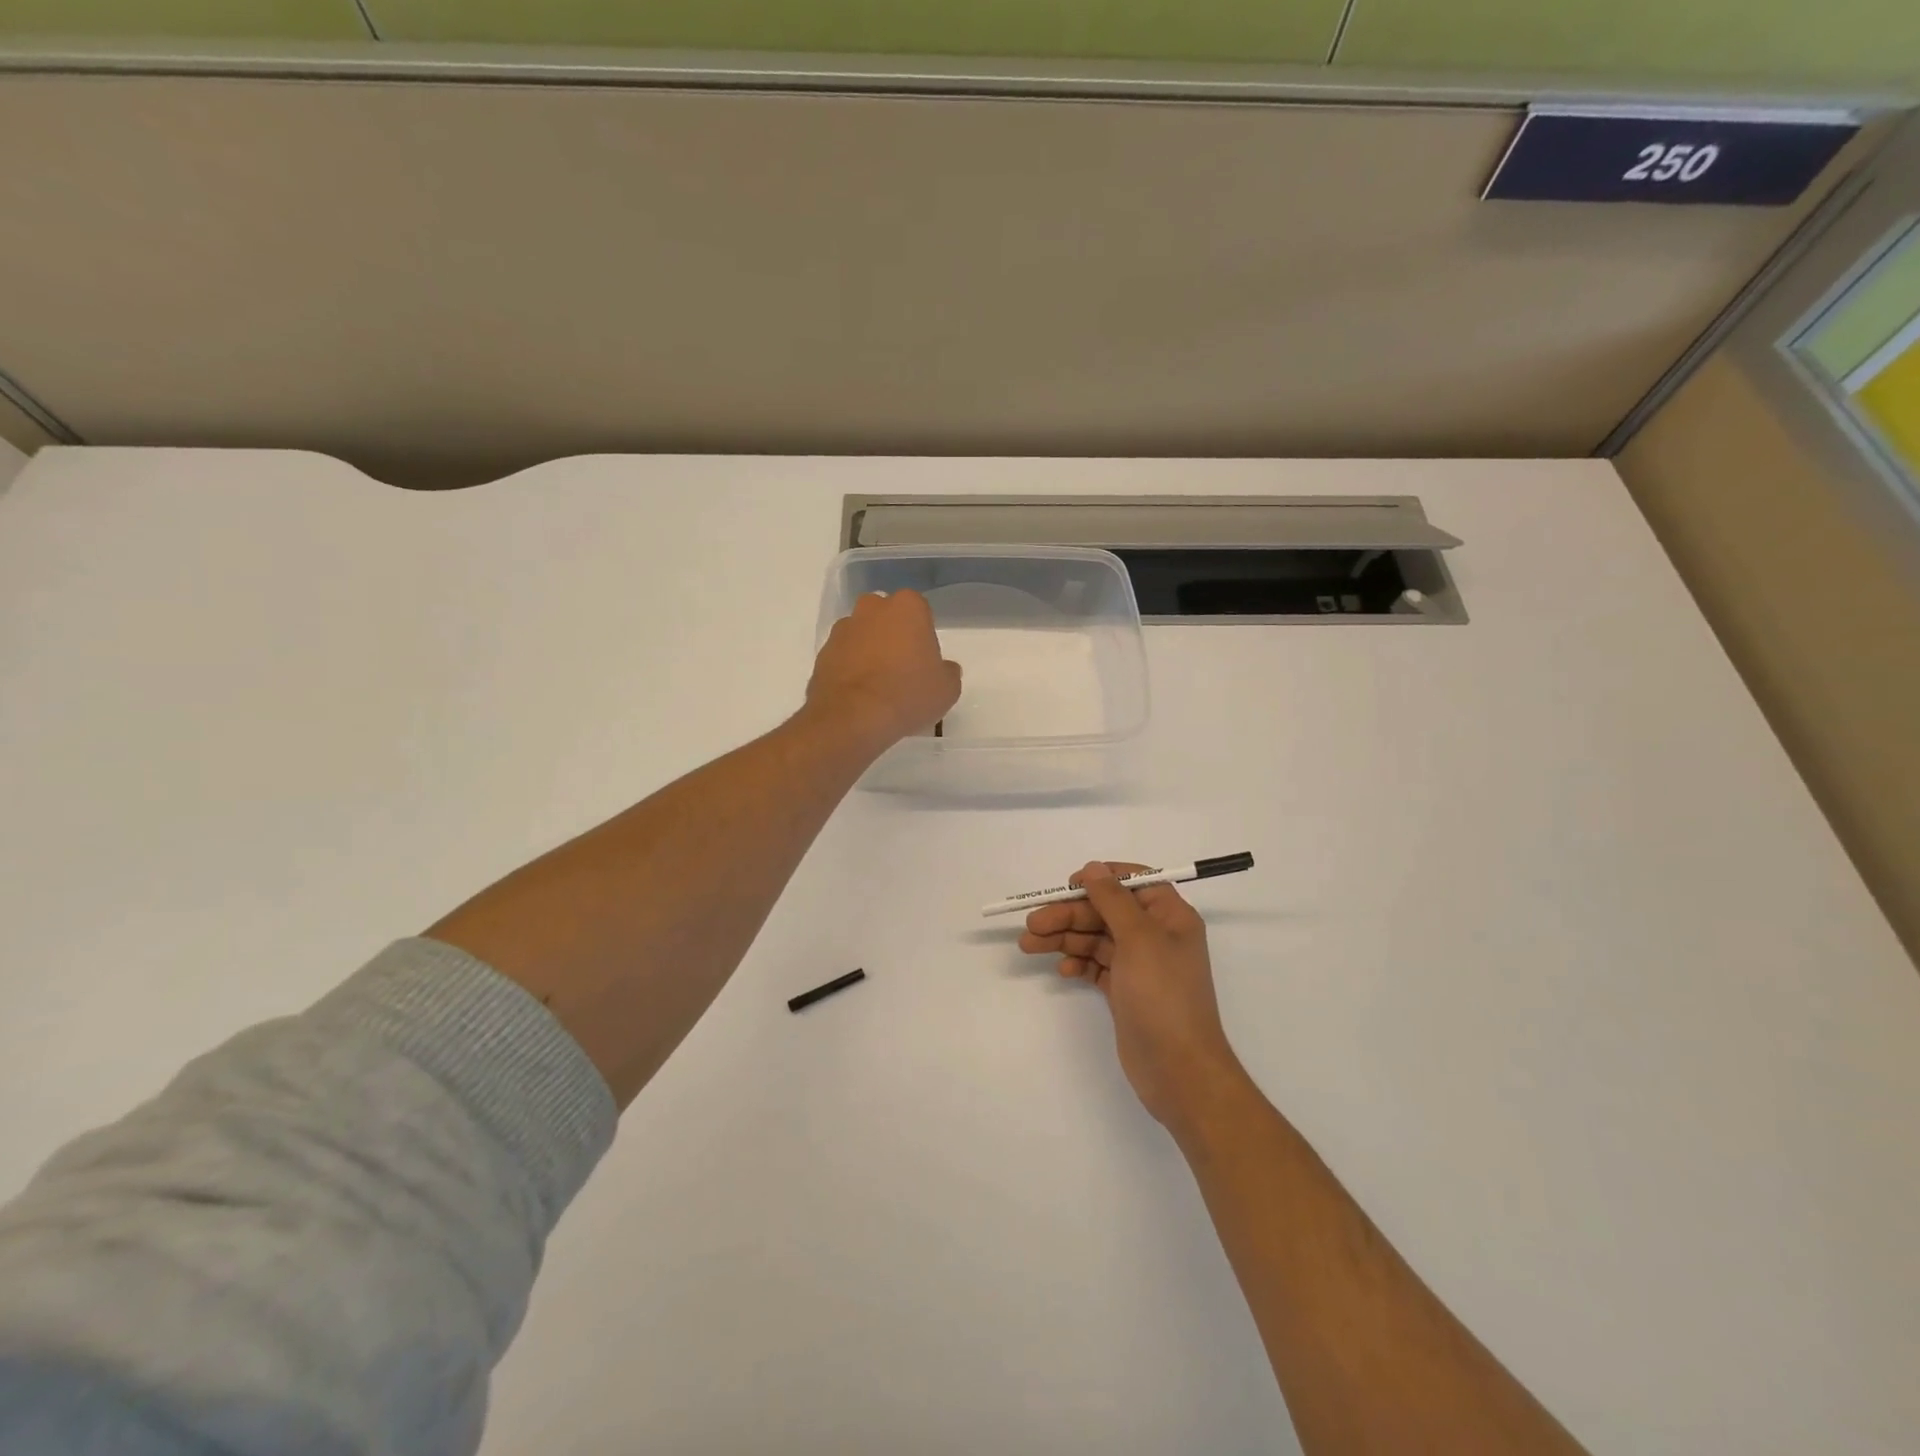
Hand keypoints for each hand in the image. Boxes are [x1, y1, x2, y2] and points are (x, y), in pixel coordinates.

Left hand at [806, 590, 961, 750]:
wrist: (854, 718)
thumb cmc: (908, 694)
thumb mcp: (947, 689)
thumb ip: (947, 671)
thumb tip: (943, 668)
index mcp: (907, 607)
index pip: (920, 611)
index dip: (923, 635)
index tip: (925, 660)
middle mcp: (872, 608)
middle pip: (887, 617)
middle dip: (893, 635)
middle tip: (902, 668)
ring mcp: (843, 629)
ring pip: (862, 634)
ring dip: (869, 650)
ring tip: (878, 685)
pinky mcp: (822, 652)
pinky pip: (844, 656)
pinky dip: (851, 668)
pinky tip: (859, 694)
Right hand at [1020, 861, 1248, 1130]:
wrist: (1179, 1070)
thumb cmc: (1163, 996)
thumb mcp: (1138, 938)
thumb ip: (1113, 899)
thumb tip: (1093, 867)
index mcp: (1170, 916)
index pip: (1133, 882)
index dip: (1100, 880)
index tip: (1068, 886)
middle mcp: (1156, 936)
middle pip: (1106, 911)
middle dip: (1069, 915)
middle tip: (1032, 924)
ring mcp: (1140, 965)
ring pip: (1096, 938)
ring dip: (1065, 938)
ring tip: (1029, 945)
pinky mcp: (1125, 991)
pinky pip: (1096, 965)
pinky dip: (1078, 963)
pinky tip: (1062, 970)